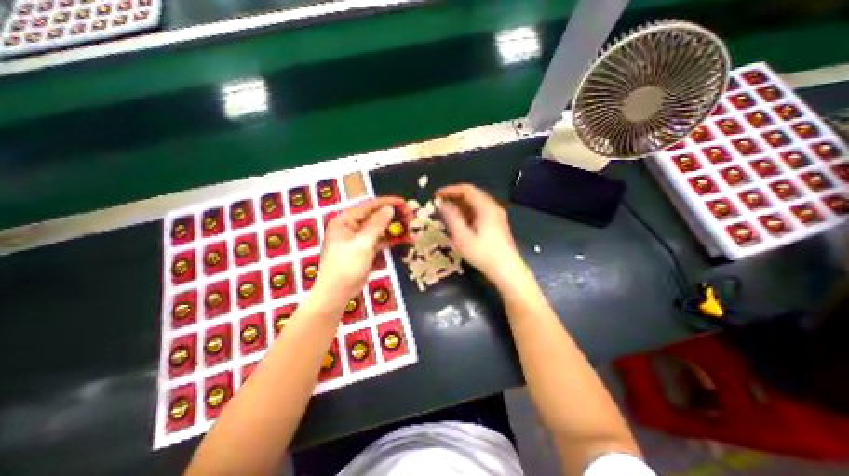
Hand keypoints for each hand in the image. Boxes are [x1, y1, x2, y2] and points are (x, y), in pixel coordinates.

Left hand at [311, 197, 404, 305]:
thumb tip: (389, 208)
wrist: (338, 292)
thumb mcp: (362, 243)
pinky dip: (393, 239)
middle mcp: (352, 226)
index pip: (369, 206)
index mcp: (345, 220)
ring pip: (381, 228)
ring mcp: (360, 238)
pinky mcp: (366, 248)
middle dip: (394, 215)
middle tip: (411, 216)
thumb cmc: (346, 266)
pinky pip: (382, 239)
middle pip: (376, 215)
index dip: (387, 202)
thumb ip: (377, 224)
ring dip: (396, 227)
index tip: (404, 202)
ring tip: (411, 226)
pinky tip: (406, 239)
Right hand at [437, 183, 525, 285]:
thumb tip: (442, 204)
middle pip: (472, 195)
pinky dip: (468, 212)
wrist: (506, 270)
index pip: (466, 190)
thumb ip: (452, 218)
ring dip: (461, 205)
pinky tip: (460, 221)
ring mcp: (497, 216)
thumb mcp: (463, 237)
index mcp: (486, 208)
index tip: (437, 195)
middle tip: (440, 203)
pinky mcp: (497, 224)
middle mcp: (493, 208)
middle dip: (455, 197)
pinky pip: (480, 211)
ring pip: (476, 203)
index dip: (450, 190)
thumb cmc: (483, 254)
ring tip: (447, 212)